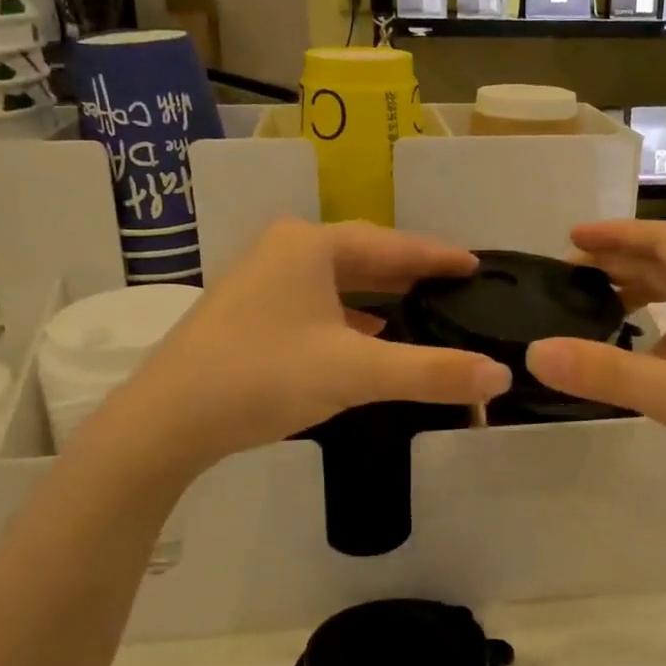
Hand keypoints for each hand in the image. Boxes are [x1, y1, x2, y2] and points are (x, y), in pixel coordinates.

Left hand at [83, 219, 511, 479]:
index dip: (438, 255)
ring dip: (378, 295)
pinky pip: (315, 302)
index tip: (476, 263)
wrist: (165, 421)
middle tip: (455, 285)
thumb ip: (431, 372)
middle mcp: (284, 249)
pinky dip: (348, 316)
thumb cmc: (264, 376)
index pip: (393, 244)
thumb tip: (500, 376)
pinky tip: (366, 337)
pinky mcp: (248, 312)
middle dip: (409, 272)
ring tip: (420, 307)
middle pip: (364, 256)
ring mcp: (260, 279)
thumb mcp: (356, 373)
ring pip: (337, 281)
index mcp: (310, 244)